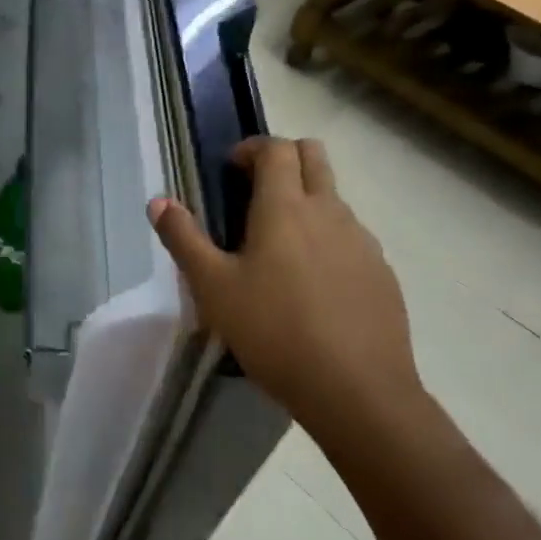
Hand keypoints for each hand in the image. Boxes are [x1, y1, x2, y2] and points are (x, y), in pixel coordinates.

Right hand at [148, 137, 429, 447]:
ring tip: (280, 245)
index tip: (231, 169)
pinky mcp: (382, 271)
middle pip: (314, 154)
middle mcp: (329, 211)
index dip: (252, 148)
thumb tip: (158, 201)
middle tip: (256, 189)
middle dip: (284, 158)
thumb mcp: (213, 288)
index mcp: (284, 207)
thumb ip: (183, 239)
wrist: (357, 390)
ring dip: (307, 198)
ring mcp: (362, 240)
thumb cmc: (274, 332)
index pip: (275, 148)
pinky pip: (352, 235)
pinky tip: (313, 283)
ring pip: (334, 196)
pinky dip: (328, 237)